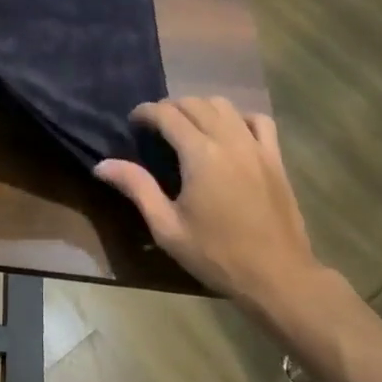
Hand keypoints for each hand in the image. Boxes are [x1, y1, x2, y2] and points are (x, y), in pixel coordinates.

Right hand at [96, 98, 335, 325]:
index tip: (134, 122)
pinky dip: (239, 118)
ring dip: (201, 108)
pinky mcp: (275, 158)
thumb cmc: (218, 255)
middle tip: (156, 127)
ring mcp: (256, 147)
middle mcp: (228, 140)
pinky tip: (230, 133)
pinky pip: (258, 120)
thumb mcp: (168, 228)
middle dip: (170, 107)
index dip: (146, 112)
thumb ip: (137, 188)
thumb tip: (102, 165)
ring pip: (224, 106)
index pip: (167, 114)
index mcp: (200, 154)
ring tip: (189, 127)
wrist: (279, 278)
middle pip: (194, 103)